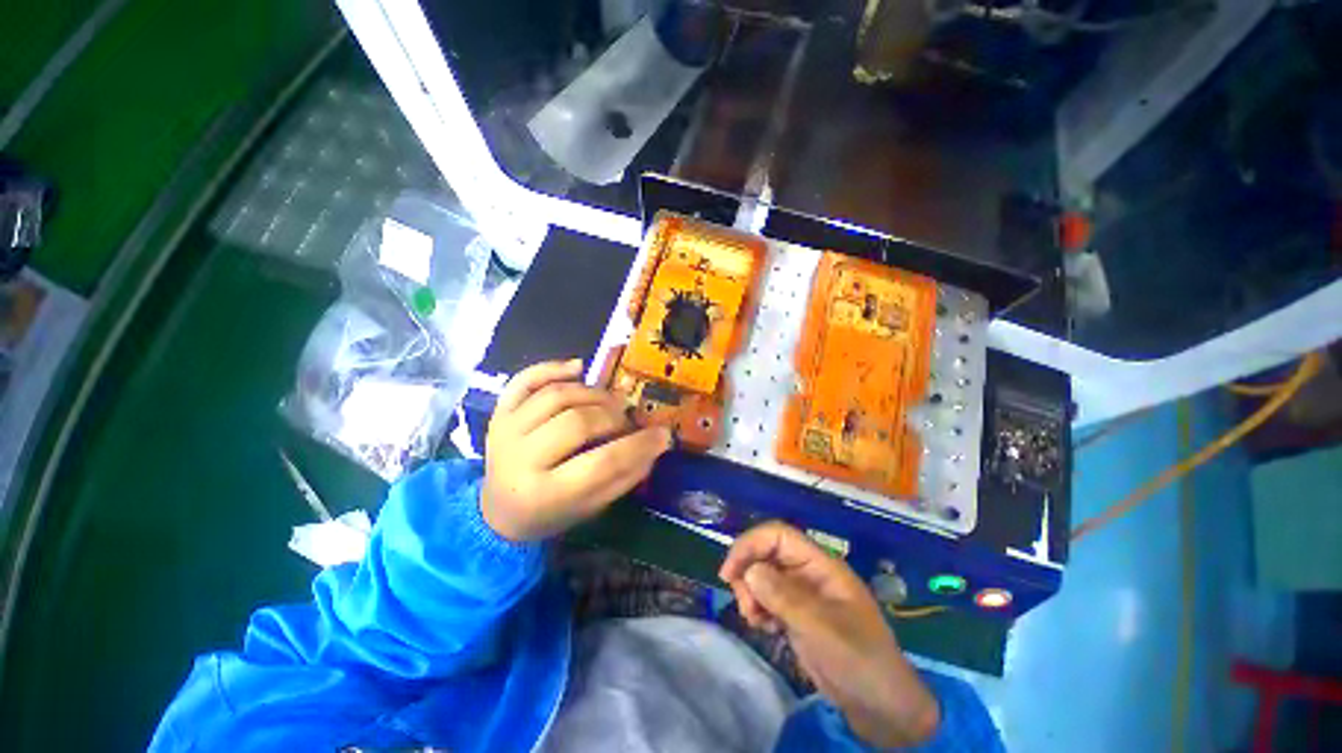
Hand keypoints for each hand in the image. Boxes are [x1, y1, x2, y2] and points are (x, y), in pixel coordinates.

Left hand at [481, 359, 671, 541]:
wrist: (498, 509)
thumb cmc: (550, 513)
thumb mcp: (591, 507)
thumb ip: (624, 477)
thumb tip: (656, 444)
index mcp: (544, 494)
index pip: (601, 463)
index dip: (638, 446)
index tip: (663, 434)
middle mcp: (519, 459)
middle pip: (576, 422)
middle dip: (613, 417)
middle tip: (627, 421)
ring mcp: (506, 430)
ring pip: (556, 395)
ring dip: (592, 393)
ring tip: (609, 403)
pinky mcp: (499, 411)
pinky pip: (526, 378)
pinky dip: (554, 368)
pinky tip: (578, 368)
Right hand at [720, 522, 939, 747]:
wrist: (881, 707)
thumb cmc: (858, 660)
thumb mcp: (821, 628)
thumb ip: (784, 597)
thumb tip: (749, 571)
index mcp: (820, 565)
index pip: (778, 535)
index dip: (750, 544)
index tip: (729, 573)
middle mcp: (808, 573)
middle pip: (766, 553)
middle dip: (748, 574)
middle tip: (745, 606)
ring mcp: (802, 594)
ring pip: (763, 576)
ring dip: (751, 594)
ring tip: (755, 621)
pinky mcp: (796, 614)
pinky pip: (767, 599)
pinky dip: (758, 609)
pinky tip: (765, 628)